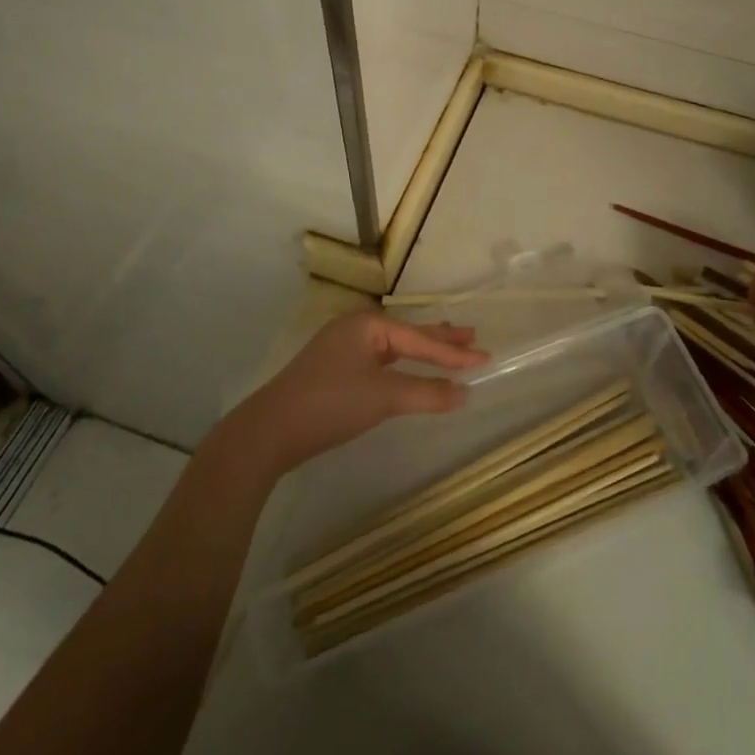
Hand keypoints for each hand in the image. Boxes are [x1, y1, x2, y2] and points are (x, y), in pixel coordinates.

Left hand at [232, 311, 487, 473]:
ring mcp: (342, 347)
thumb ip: (427, 393)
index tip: (485, 357)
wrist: (269, 431)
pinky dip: (401, 363)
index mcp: (368, 324)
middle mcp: (356, 327)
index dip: (454, 352)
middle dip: (441, 338)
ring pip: (393, 346)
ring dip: (422, 349)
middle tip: (472, 336)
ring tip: (448, 343)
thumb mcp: (384, 397)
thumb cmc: (330, 404)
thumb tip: (465, 393)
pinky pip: (380, 359)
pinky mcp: (333, 369)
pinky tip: (408, 366)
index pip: (420, 339)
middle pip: (408, 333)